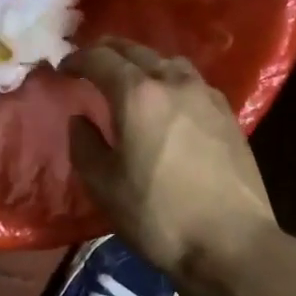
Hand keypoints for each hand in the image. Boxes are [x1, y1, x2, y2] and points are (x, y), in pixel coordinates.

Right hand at [65, 38, 276, 274]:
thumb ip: (84, 144)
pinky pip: (192, 82)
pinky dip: (170, 80)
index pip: (101, 59)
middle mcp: (173, 83)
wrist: (231, 243)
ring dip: (144, 62)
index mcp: (137, 95)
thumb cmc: (157, 215)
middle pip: (137, 52)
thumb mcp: (103, 185)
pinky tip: (168, 101)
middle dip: (109, 51)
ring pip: (169, 62)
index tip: (63, 68)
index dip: (78, 60)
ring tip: (131, 77)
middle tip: (91, 61)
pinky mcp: (228, 116)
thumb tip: (81, 120)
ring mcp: (206, 97)